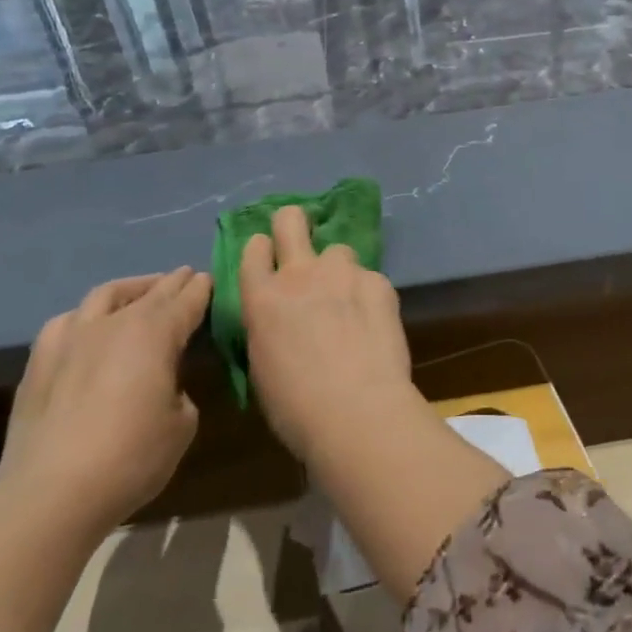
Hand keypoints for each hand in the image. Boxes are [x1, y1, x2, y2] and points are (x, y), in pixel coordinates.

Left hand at [0, 267, 210, 537]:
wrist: (50, 494)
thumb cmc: (131, 458)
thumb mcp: (182, 425)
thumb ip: (179, 392)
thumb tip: (164, 387)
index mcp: (155, 333)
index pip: (187, 300)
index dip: (201, 289)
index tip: (210, 279)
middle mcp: (114, 323)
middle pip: (150, 292)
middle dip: (171, 283)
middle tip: (186, 277)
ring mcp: (71, 338)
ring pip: (105, 296)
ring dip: (130, 289)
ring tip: (140, 293)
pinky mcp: (39, 361)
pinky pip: (67, 322)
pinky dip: (87, 317)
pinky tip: (88, 327)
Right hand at [239, 206, 414, 463]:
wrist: (357, 412)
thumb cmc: (297, 407)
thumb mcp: (262, 366)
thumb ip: (267, 328)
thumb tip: (278, 320)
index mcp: (262, 298)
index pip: (253, 248)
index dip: (262, 250)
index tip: (269, 260)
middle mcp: (299, 274)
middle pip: (291, 219)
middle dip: (293, 223)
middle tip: (302, 244)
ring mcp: (342, 273)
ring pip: (338, 250)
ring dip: (338, 270)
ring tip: (349, 303)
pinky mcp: (378, 282)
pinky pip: (370, 278)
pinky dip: (369, 295)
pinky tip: (374, 325)